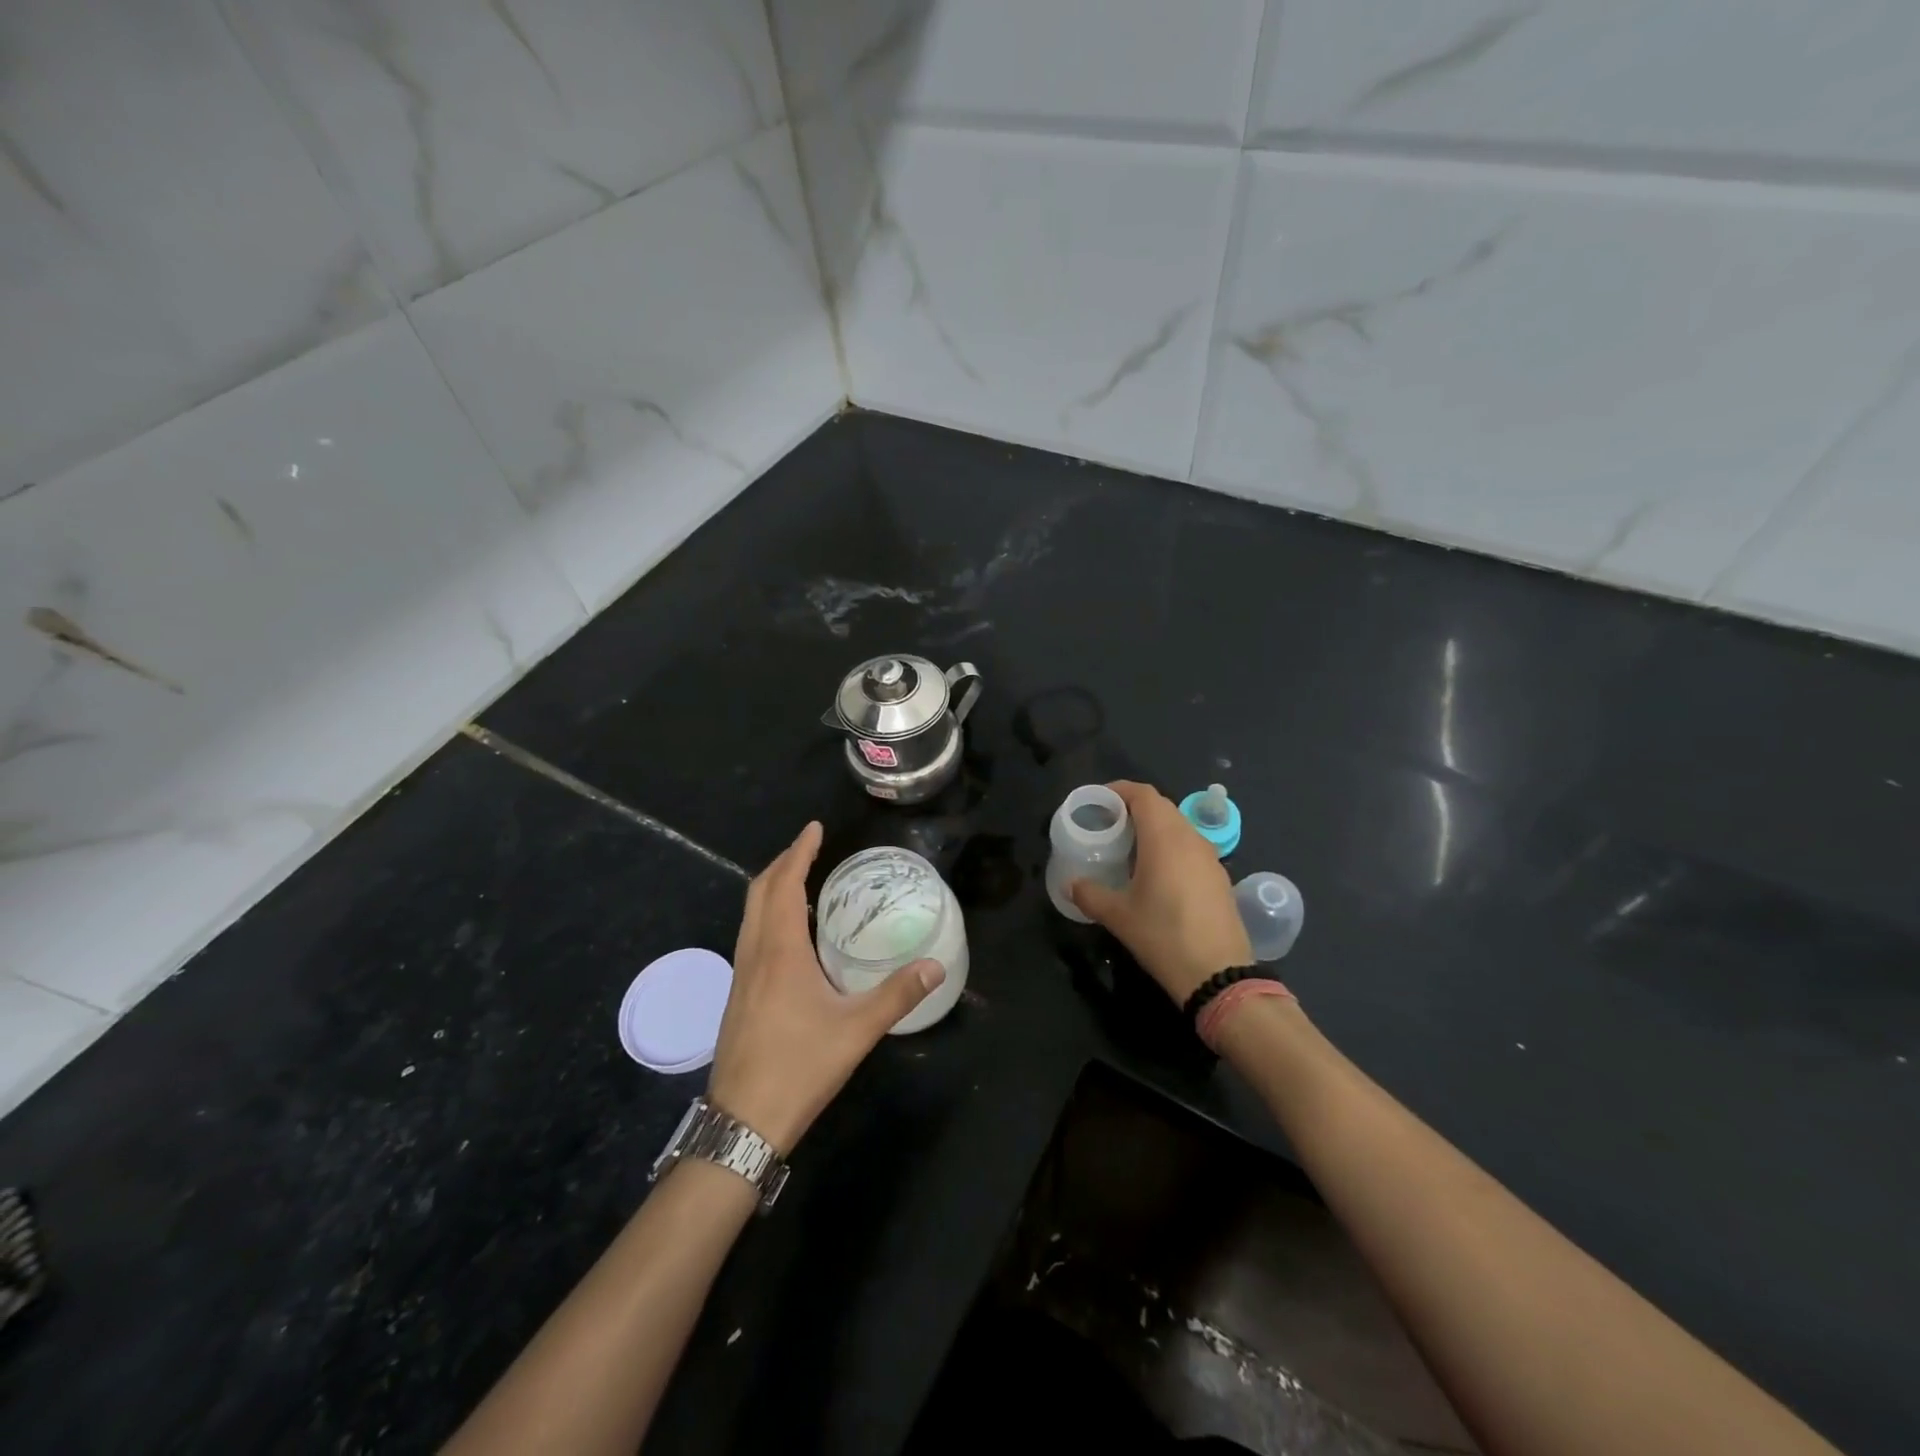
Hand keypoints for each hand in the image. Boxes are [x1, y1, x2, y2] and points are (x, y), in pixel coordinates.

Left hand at [707, 822, 943, 1153]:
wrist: (742, 1121)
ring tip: (800, 880)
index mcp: (779, 951)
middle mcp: (754, 953)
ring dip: (772, 888)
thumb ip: (897, 995)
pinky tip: (790, 935)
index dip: (798, 852)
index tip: (814, 829)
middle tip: (810, 847)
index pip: (784, 884)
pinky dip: (768, 915)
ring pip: (750, 914)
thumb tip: (935, 965)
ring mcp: (741, 975)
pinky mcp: (738, 995)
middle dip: (783, 863)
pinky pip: (750, 935)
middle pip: (759, 892)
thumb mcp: (857, 1030)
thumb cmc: (799, 1066)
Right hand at [1070, 781, 1252, 1003]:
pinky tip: (1155, 873)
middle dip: (1133, 808)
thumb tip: (1070, 884)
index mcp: (1164, 838)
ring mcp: (1210, 857)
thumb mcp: (1118, 916)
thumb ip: (1089, 894)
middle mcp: (1190, 838)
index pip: (1143, 794)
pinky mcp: (1219, 877)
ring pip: (1178, 826)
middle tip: (1107, 824)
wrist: (1219, 975)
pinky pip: (1190, 847)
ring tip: (1128, 848)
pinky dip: (1169, 846)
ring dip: (1153, 827)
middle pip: (1161, 806)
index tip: (1098, 801)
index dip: (1119, 790)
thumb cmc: (1163, 936)